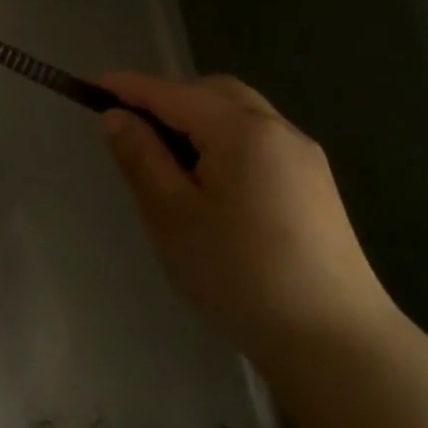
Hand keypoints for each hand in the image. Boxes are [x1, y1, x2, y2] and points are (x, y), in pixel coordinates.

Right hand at [98, 72, 400, 368]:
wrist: (335, 341)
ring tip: (165, 156)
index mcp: (241, 130)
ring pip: (239, 114)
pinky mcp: (314, 185)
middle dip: (168, 98)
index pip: (172, 93)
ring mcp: (303, 157)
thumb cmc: (238, 272)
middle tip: (130, 126)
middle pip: (213, 93)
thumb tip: (116, 117)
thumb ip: (140, 157)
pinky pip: (258, 140)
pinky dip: (223, 140)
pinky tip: (209, 180)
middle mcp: (278, 130)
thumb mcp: (171, 214)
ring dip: (197, 119)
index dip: (129, 87)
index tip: (91, 86)